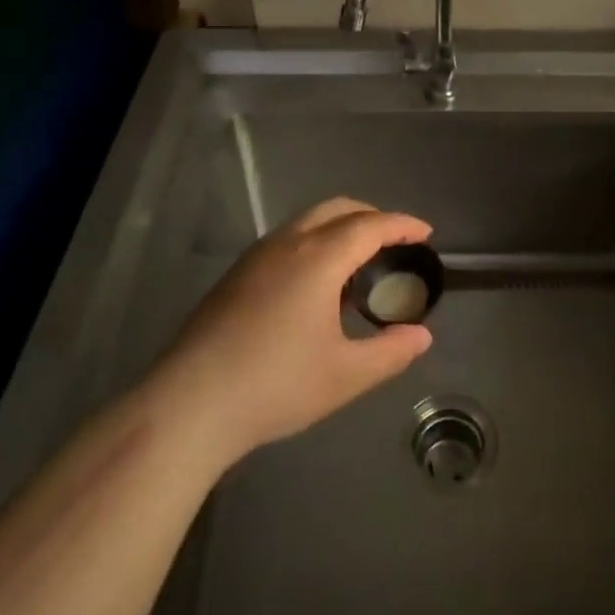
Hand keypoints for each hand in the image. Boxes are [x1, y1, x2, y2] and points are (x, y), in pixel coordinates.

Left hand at [154, 198, 434, 464]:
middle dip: (372, 216)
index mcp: (318, 258)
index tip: (425, 233)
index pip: (370, 225)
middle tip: (395, 242)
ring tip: (358, 265)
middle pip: (338, 209)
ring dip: (340, 229)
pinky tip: (316, 288)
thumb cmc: (276, 385)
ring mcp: (256, 257)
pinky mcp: (236, 276)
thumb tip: (421, 337)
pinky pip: (287, 241)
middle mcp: (288, 244)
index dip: (402, 225)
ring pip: (308, 222)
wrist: (189, 405)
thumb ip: (391, 352)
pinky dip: (315, 244)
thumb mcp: (346, 375)